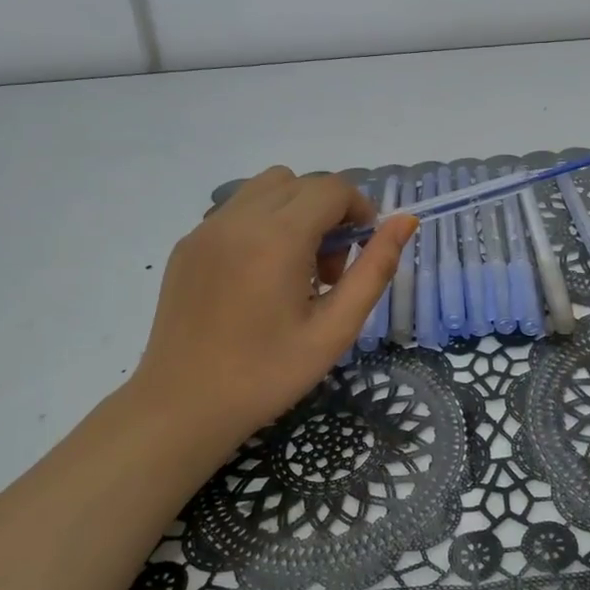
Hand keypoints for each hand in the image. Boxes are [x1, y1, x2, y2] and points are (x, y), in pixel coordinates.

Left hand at [128, 168, 415, 459]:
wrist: (183, 407)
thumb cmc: (267, 375)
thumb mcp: (335, 329)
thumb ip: (375, 269)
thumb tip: (406, 221)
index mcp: (277, 238)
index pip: (332, 188)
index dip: (359, 210)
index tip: (363, 250)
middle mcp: (238, 219)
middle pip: (300, 183)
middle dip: (328, 212)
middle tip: (328, 270)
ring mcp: (206, 229)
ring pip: (266, 188)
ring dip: (294, 211)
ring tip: (295, 268)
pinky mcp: (187, 244)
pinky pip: (236, 210)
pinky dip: (262, 223)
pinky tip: (259, 277)